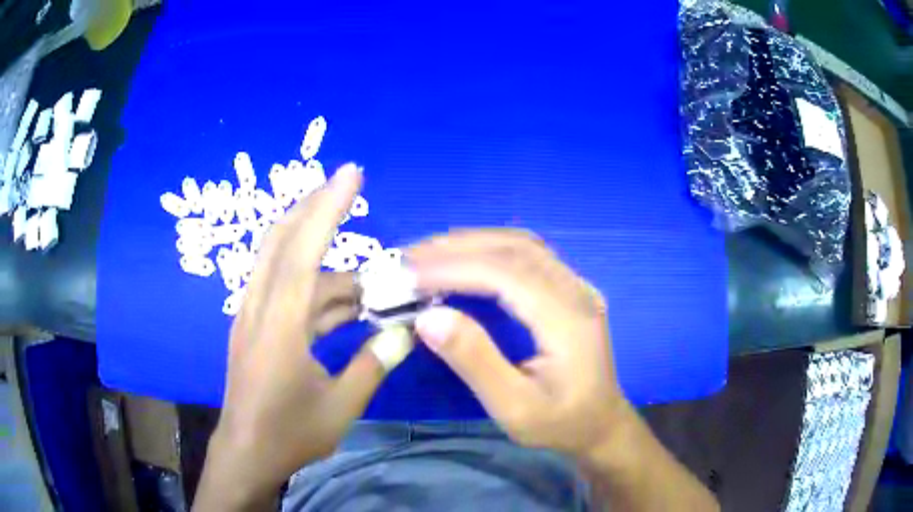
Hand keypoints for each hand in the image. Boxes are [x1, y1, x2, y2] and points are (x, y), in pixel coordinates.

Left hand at [195, 165, 408, 509]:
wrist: (245, 454)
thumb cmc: (289, 436)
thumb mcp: (340, 406)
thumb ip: (373, 364)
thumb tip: (407, 332)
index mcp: (278, 326)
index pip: (302, 251)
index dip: (326, 209)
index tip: (351, 174)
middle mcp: (260, 309)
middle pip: (282, 241)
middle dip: (314, 208)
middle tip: (348, 187)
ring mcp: (253, 317)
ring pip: (285, 266)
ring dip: (326, 261)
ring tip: (373, 279)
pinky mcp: (255, 328)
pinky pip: (285, 291)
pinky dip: (316, 288)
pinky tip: (348, 304)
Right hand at [408, 229, 628, 457]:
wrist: (600, 424)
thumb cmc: (559, 423)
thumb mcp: (514, 408)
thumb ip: (475, 362)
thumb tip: (427, 317)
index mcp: (568, 319)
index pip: (506, 273)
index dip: (453, 268)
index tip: (407, 274)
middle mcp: (576, 290)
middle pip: (514, 248)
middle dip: (455, 247)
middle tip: (406, 258)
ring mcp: (576, 285)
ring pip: (520, 244)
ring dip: (470, 243)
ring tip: (425, 255)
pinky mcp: (569, 289)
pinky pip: (526, 255)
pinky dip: (487, 250)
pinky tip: (462, 260)